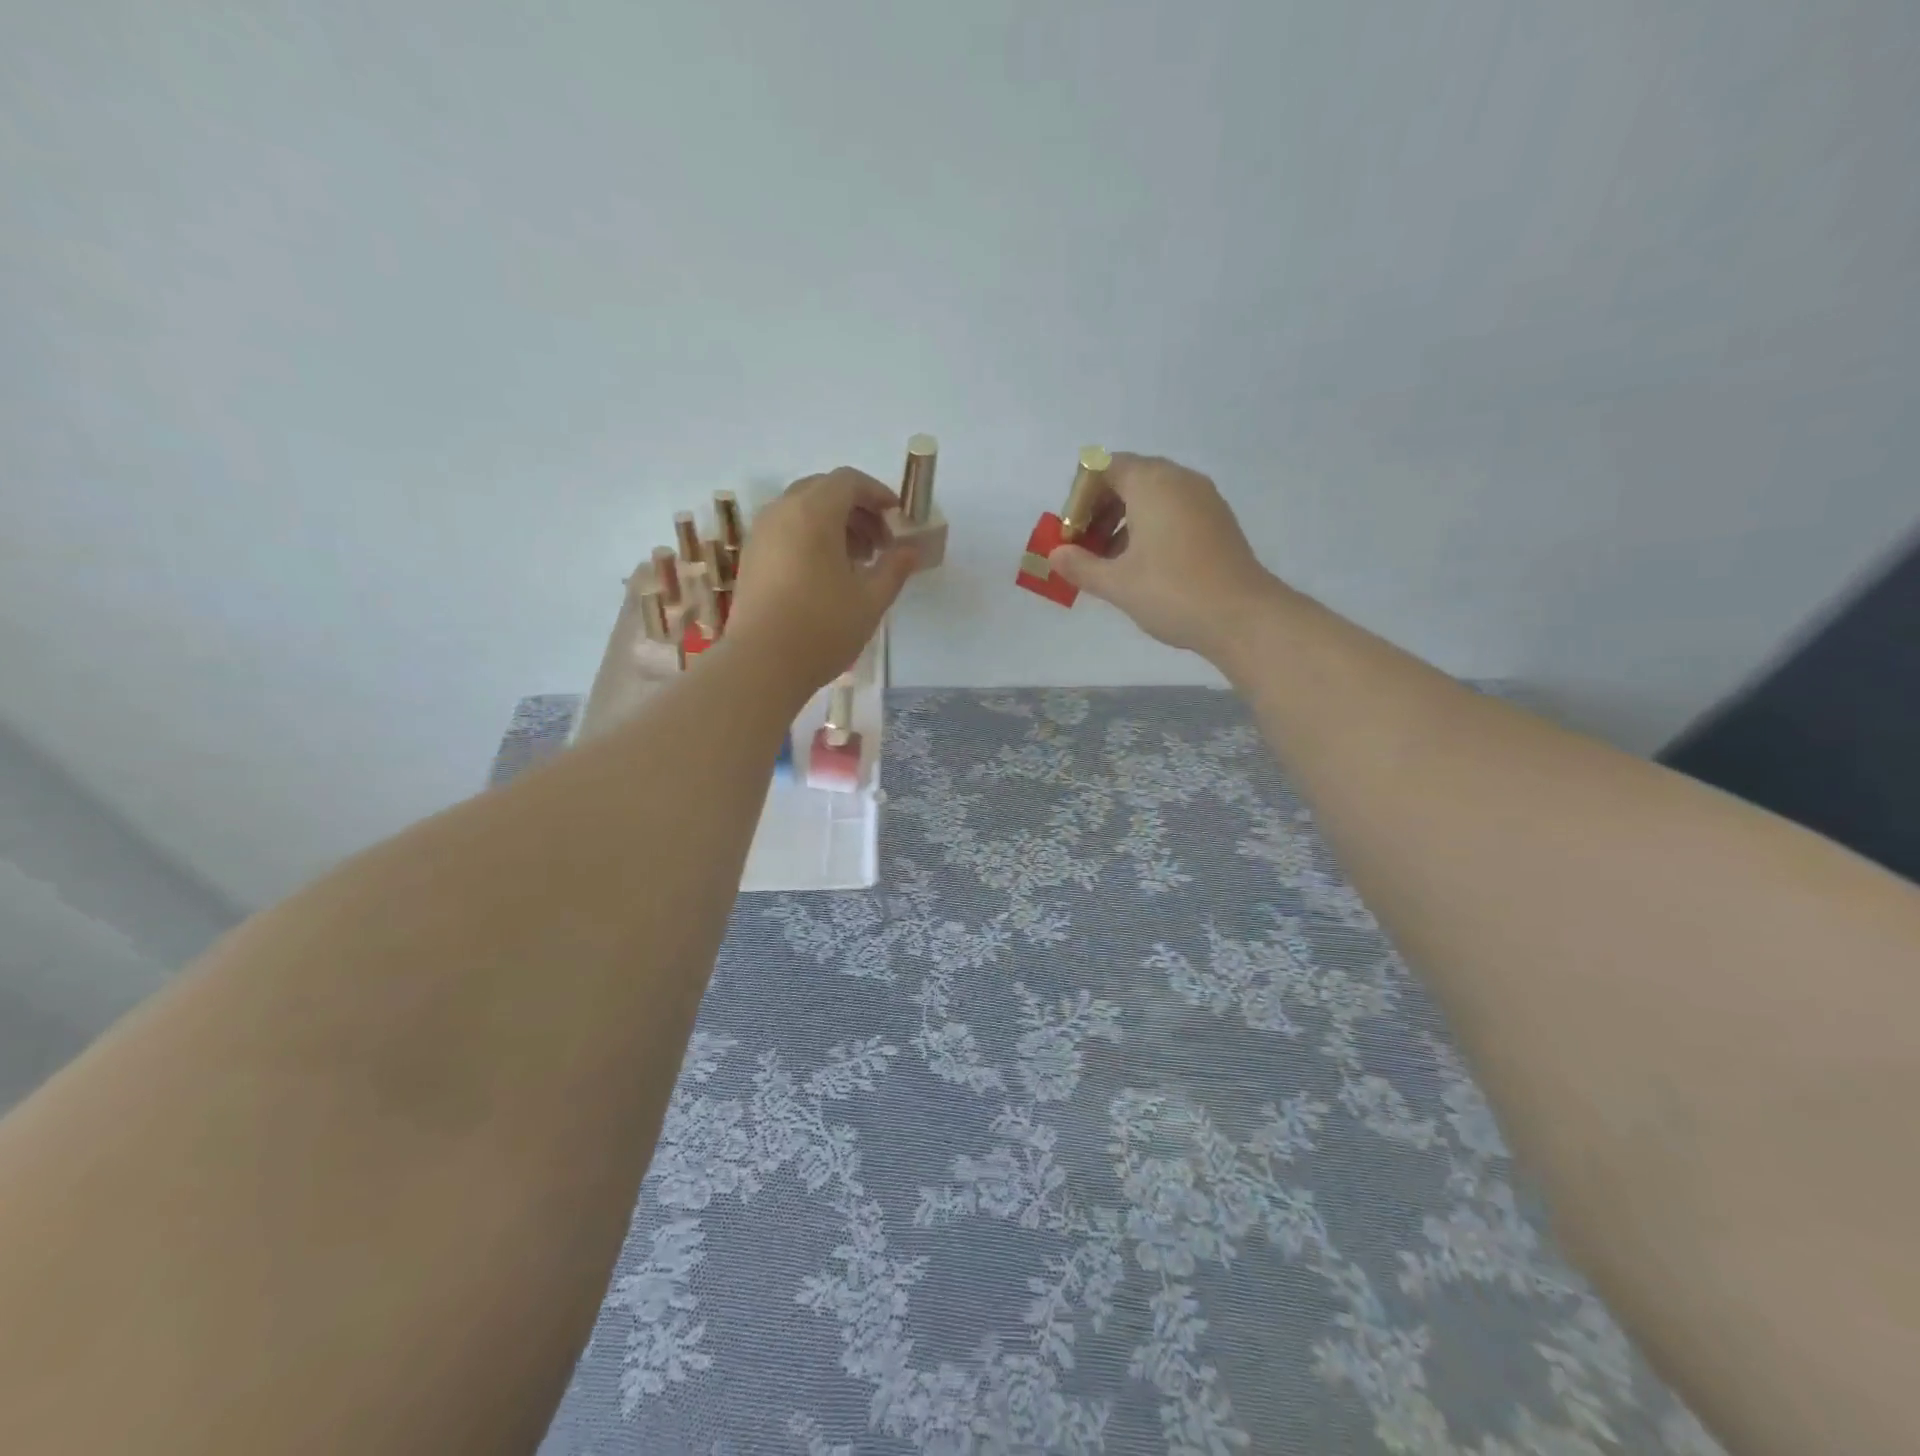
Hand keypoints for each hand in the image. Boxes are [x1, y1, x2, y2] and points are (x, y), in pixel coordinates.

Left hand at [725, 467, 917, 696]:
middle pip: (823, 490)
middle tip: (879, 543)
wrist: (762, 665)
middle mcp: (782, 512)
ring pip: (802, 510)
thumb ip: (895, 567)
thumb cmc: (822, 628)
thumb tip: (911, 549)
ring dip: (833, 524)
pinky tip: (826, 575)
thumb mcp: (870, 600)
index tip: (898, 518)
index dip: (878, 494)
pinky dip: (810, 537)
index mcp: (813, 513)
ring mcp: (761, 534)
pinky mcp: (751, 558)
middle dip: (856, 509)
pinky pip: (785, 530)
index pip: (849, 481)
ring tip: (856, 562)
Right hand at [1048, 453, 1279, 659]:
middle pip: (1128, 478)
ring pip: (1152, 496)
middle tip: (1085, 548)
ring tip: (1110, 562)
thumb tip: (1055, 555)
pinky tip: (1142, 566)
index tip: (1071, 533)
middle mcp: (1179, 480)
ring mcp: (1204, 499)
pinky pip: (1174, 510)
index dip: (1080, 496)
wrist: (1242, 617)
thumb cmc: (1172, 592)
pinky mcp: (1217, 520)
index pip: (1103, 466)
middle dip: (1100, 509)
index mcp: (1151, 483)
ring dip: (1123, 521)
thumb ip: (1080, 566)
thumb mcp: (1117, 583)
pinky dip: (1150, 527)